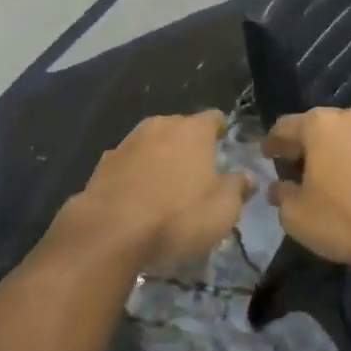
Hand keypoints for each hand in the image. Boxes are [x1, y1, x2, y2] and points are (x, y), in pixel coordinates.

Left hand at [79, 111, 249, 267]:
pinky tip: (137, 199)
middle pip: (181, 128)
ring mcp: (128, 141)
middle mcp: (160, 125)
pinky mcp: (104, 162)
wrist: (110, 232)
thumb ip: (237, 189)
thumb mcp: (222, 212)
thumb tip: (246, 177)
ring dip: (160, 159)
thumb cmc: (177, 218)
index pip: (214, 118)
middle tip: (196, 175)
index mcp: (193, 130)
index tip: (222, 150)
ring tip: (165, 189)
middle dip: (189, 146)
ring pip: (153, 143)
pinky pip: (129, 162)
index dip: (220, 132)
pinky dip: (135, 174)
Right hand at [263, 108, 350, 266]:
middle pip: (314, 127)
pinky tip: (350, 185)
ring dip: (328, 153)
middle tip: (290, 167)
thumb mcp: (296, 215)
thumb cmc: (342, 217)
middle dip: (301, 146)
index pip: (284, 127)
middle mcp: (346, 119)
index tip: (265, 157)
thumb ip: (281, 195)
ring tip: (321, 178)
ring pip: (341, 138)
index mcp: (318, 125)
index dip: (271, 143)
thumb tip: (278, 187)